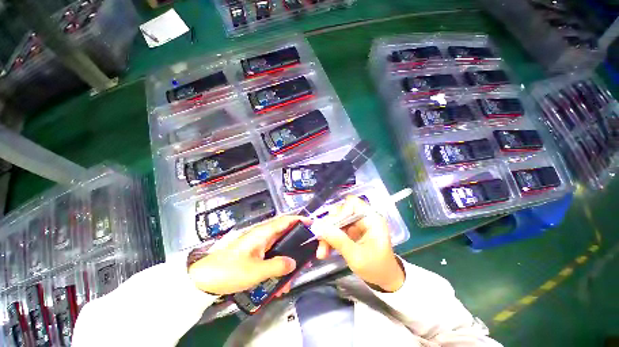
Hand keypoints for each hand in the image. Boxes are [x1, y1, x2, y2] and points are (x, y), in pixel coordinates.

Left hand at [188, 216, 311, 294]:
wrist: (203, 280)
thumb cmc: (229, 271)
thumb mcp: (255, 271)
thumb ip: (277, 265)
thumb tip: (293, 263)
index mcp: (263, 233)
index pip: (285, 221)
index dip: (299, 220)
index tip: (312, 224)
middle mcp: (262, 236)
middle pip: (285, 235)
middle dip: (296, 246)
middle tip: (306, 258)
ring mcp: (258, 246)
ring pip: (279, 249)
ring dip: (286, 262)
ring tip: (291, 280)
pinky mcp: (254, 255)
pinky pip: (271, 258)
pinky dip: (277, 268)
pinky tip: (278, 284)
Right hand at [315, 196, 404, 291]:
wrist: (384, 281)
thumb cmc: (376, 268)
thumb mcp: (357, 257)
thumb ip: (339, 241)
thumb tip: (320, 227)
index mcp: (371, 219)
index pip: (352, 203)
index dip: (340, 211)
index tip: (332, 226)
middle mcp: (362, 218)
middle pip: (340, 212)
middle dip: (329, 226)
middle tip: (321, 239)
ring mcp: (355, 225)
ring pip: (335, 222)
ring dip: (326, 235)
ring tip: (322, 252)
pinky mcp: (350, 232)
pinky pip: (335, 230)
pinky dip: (329, 240)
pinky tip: (324, 252)